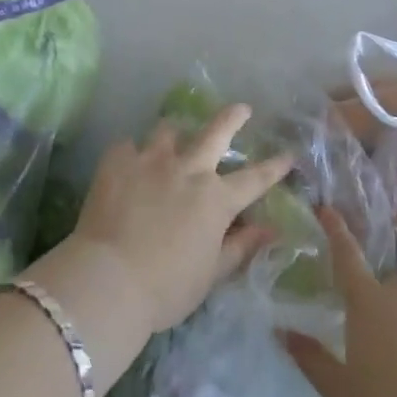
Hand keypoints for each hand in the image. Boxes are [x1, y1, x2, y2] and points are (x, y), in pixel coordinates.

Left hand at [66, 104, 294, 336]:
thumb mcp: (211, 274)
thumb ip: (240, 247)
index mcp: (215, 199)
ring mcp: (151, 160)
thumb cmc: (166, 288)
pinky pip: (127, 145)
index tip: (288, 154)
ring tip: (172, 135)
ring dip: (174, 133)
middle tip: (241, 108)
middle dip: (232, 117)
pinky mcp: (118, 161)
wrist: (108, 280)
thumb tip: (270, 229)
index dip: (274, 167)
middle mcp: (188, 170)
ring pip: (168, 130)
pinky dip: (131, 152)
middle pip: (216, 132)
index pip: (254, 179)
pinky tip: (127, 162)